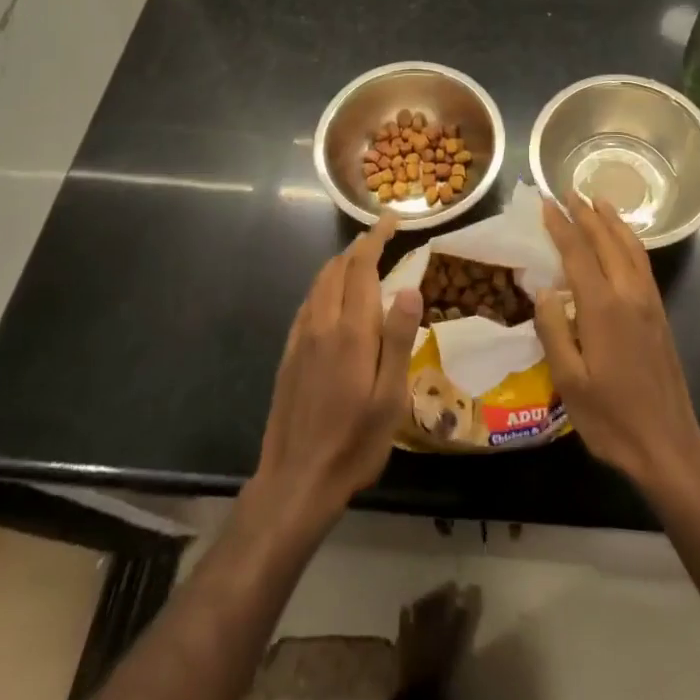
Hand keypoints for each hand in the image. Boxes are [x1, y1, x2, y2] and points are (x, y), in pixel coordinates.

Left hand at [253, 214, 422, 527]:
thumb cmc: (354, 441)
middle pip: (338, 269)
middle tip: (382, 236)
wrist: (296, 480)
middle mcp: (322, 324)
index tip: (390, 220)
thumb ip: (398, 338)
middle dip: (360, 246)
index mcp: (350, 331)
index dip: (375, 238)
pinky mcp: (288, 354)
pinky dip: (324, 285)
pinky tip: (333, 297)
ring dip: (340, 263)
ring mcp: (300, 338)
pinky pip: (307, 303)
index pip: (361, 267)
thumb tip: (410, 287)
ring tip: (361, 258)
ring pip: (319, 283)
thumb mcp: (390, 396)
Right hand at [534, 193, 699, 494]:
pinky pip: (643, 263)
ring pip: (631, 248)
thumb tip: (544, 290)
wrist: (668, 445)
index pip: (577, 253)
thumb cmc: (611, 418)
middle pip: (607, 242)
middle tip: (569, 191)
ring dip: (613, 222)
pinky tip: (624, 241)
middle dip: (586, 214)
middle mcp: (629, 295)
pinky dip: (630, 241)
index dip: (560, 226)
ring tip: (599, 201)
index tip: (546, 203)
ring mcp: (649, 303)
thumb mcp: (569, 381)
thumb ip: (553, 330)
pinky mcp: (660, 314)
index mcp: (602, 308)